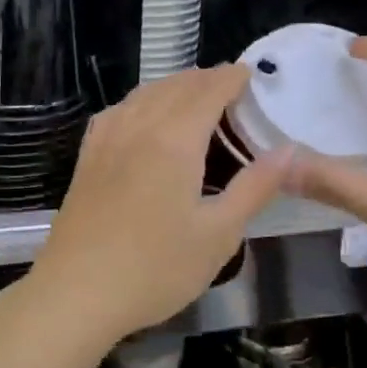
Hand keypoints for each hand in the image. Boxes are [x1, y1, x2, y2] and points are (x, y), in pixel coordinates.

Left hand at [24, 65, 290, 346]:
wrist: (76, 293)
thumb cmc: (155, 269)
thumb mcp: (218, 234)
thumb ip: (255, 187)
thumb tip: (290, 150)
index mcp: (175, 140)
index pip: (208, 91)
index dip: (232, 78)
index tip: (251, 74)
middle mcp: (138, 127)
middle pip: (175, 87)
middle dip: (205, 79)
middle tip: (230, 85)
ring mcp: (106, 141)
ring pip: (143, 95)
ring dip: (172, 86)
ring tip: (193, 94)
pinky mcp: (87, 159)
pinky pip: (117, 112)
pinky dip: (139, 102)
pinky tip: (141, 115)